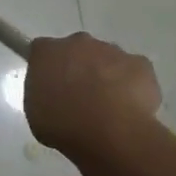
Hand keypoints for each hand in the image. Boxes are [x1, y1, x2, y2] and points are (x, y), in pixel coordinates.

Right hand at [24, 33, 161, 155]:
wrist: (110, 133)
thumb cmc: (63, 124)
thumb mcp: (34, 113)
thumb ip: (42, 94)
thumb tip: (53, 94)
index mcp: (47, 51)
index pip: (42, 51)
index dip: (46, 68)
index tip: (49, 87)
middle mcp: (78, 42)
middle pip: (76, 50)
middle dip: (78, 68)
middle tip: (78, 98)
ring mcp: (112, 51)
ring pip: (106, 60)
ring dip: (105, 76)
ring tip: (107, 108)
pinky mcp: (140, 64)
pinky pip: (133, 72)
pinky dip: (131, 85)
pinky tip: (128, 108)